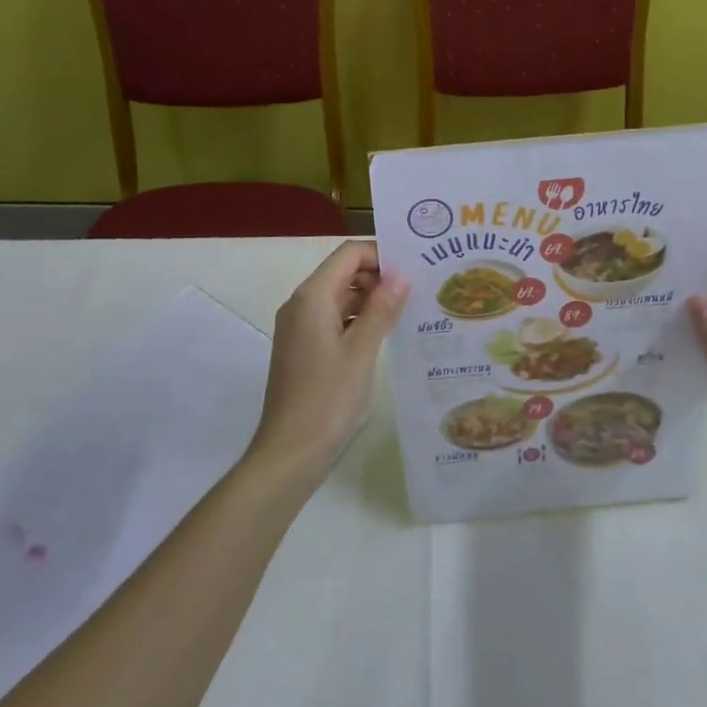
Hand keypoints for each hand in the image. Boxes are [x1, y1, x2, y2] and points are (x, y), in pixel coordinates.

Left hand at [248, 241, 408, 478]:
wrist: (289, 452)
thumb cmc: (326, 398)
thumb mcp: (361, 351)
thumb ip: (382, 309)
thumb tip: (401, 275)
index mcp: (312, 297)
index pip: (348, 254)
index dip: (380, 255)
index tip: (412, 269)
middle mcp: (302, 304)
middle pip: (343, 272)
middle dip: (378, 276)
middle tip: (417, 289)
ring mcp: (300, 327)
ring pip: (340, 296)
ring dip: (371, 299)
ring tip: (408, 310)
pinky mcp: (304, 348)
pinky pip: (335, 318)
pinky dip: (359, 319)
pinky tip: (386, 334)